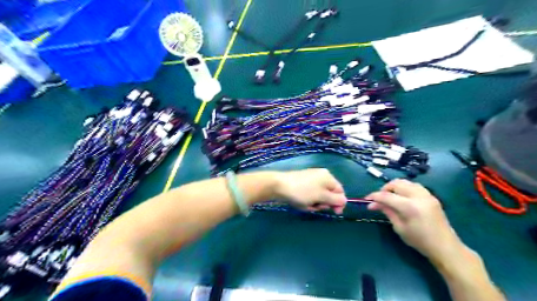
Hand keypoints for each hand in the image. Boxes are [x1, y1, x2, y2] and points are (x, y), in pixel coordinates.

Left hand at [277, 169, 347, 213]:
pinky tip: (300, 202)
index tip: (334, 213)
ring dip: (314, 203)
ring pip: (319, 196)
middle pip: (329, 194)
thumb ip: (335, 200)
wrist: (279, 185)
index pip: (340, 191)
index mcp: (328, 177)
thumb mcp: (321, 197)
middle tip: (315, 206)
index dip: (339, 203)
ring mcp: (311, 179)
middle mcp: (321, 176)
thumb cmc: (302, 191)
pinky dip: (307, 201)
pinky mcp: (302, 183)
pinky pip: (310, 194)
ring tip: (306, 204)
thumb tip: (344, 201)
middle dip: (323, 203)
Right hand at [367, 178, 463, 262]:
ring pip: (405, 182)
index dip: (374, 196)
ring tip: (390, 197)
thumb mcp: (399, 227)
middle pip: (396, 183)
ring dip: (394, 187)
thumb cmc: (420, 241)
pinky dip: (404, 188)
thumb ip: (387, 211)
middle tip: (379, 199)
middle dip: (384, 189)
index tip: (366, 199)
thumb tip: (372, 204)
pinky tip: (402, 197)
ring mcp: (427, 195)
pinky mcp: (431, 196)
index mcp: (410, 207)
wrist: (445, 247)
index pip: (387, 196)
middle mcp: (419, 196)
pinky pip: (414, 185)